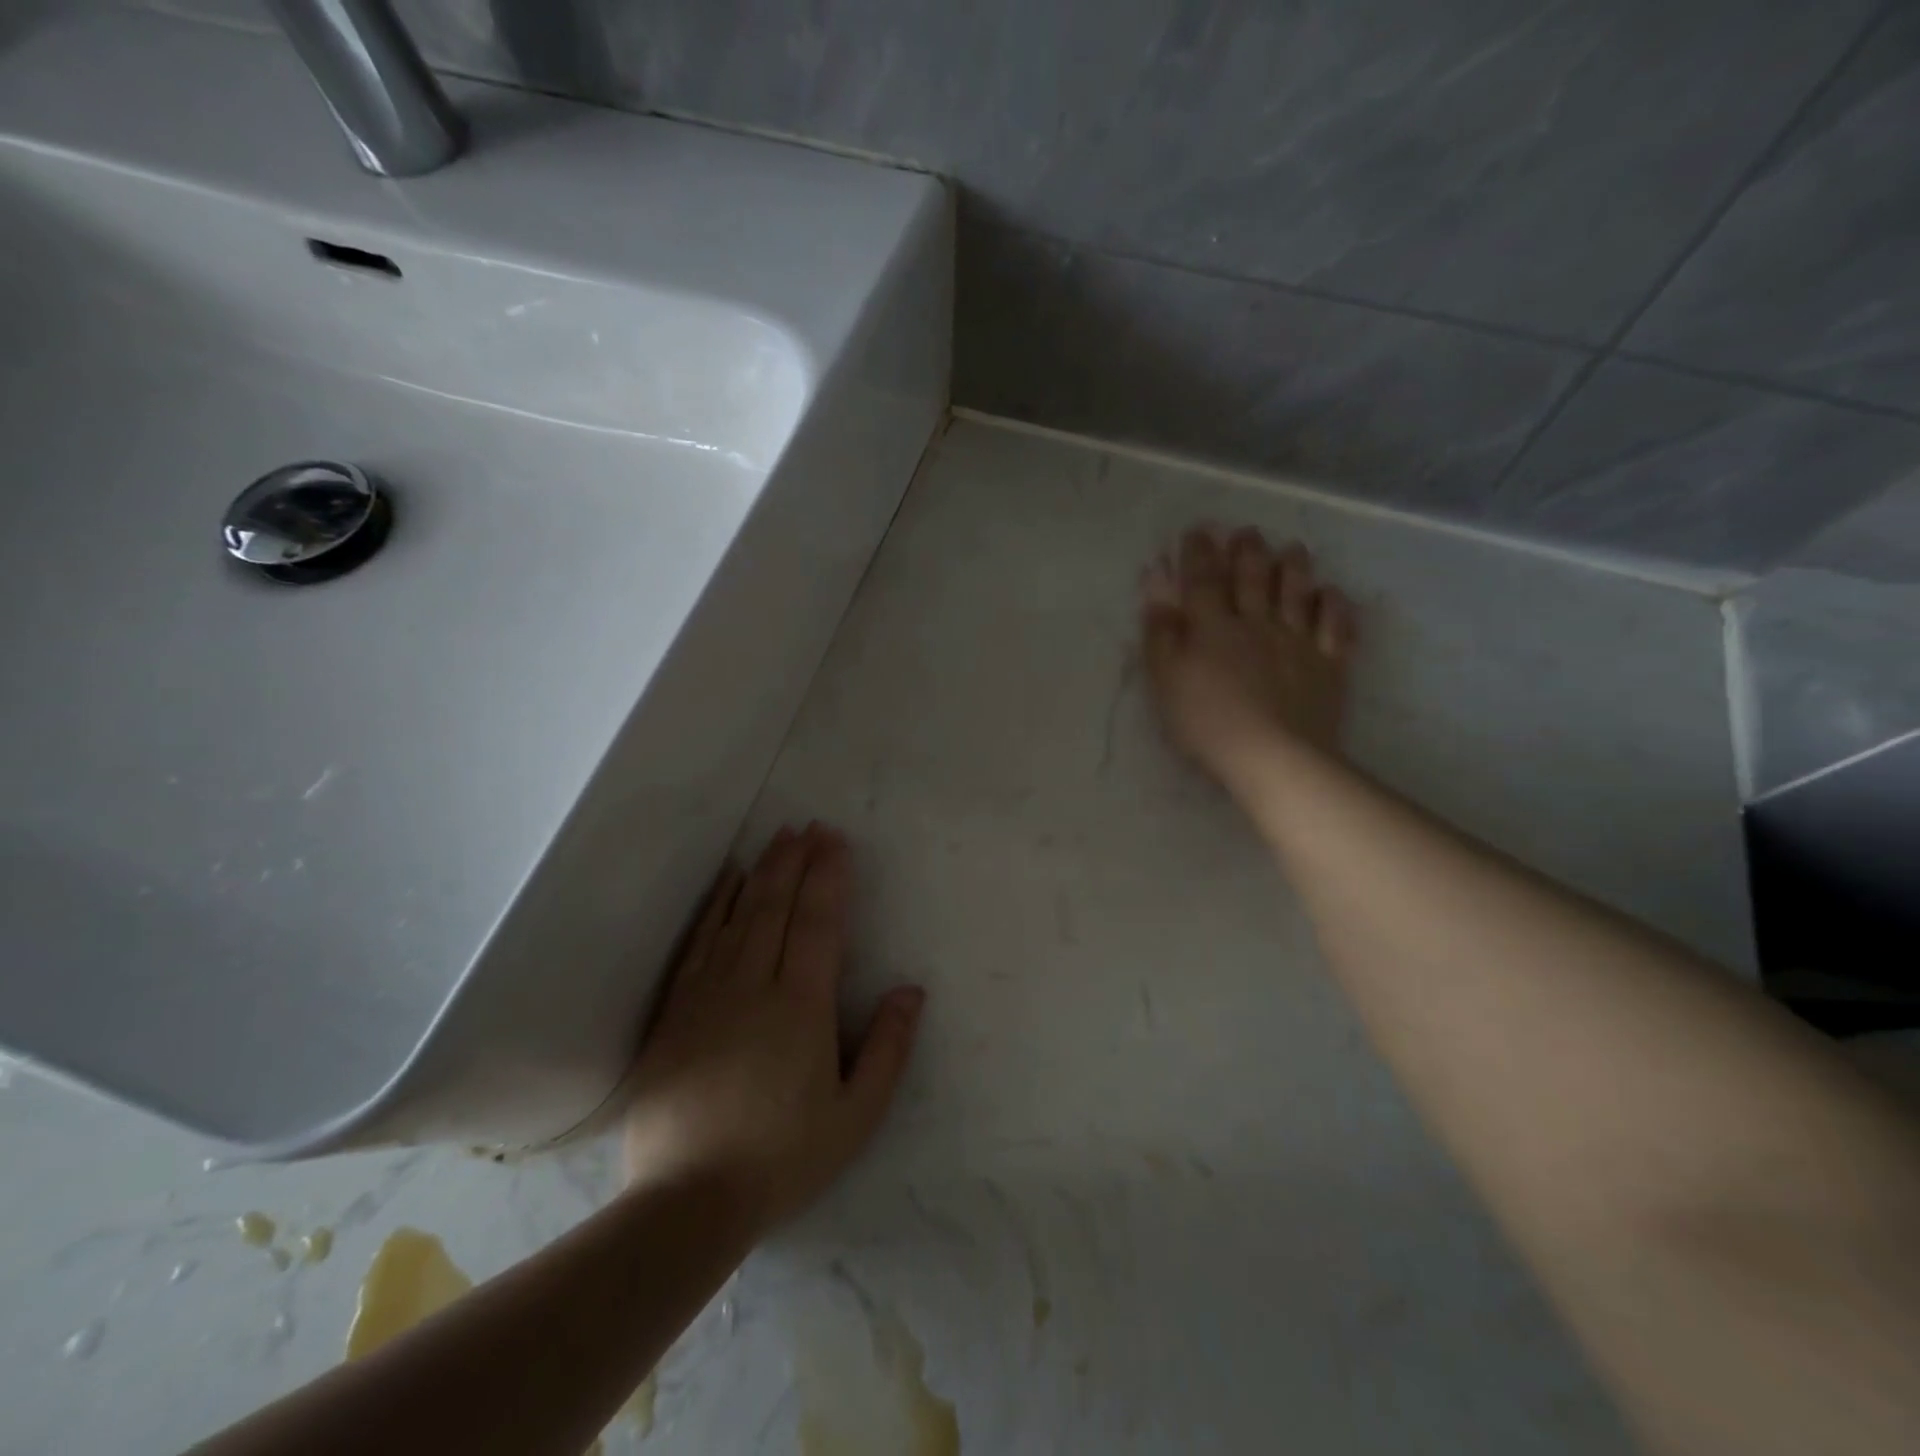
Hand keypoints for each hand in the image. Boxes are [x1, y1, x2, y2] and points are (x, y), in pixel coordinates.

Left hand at [622, 825, 924, 1233]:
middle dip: (796, 861)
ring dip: (761, 872)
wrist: (686, 1201)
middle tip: (808, 826)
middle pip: (777, 907)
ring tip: (777, 838)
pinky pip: (699, 942)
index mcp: (801, 1006)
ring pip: (739, 915)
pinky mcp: (675, 1010)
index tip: (835, 840)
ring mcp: (708, 994)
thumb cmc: (783, 1158)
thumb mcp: (856, 1115)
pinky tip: (727, 883)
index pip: (818, 923)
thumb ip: (888, 1048)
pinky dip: (716, 905)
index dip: (829, 877)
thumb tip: (911, 990)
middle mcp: (754, 985)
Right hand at [1141, 526, 1356, 784]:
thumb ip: (1160, 632)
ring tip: (1292, 549)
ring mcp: (1298, 642)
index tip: (1197, 531)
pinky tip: (1331, 594)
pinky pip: (1336, 627)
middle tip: (1247, 533)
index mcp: (1213, 627)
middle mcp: (1257, 623)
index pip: (1204, 579)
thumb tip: (1155, 586)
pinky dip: (1334, 605)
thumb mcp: (1166, 680)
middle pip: (1254, 578)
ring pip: (1297, 593)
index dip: (1199, 552)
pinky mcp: (1328, 666)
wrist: (1272, 756)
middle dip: (1248, 551)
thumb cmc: (1207, 722)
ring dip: (1294, 567)